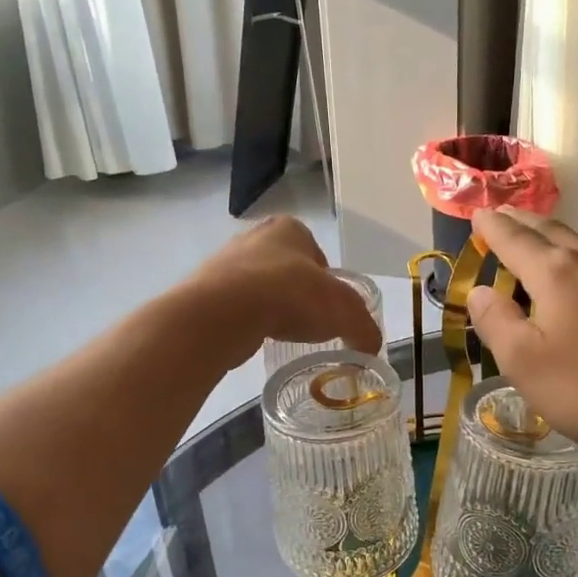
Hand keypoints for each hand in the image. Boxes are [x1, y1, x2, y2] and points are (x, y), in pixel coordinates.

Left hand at [185, 217, 381, 361]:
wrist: (223, 313)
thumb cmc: (290, 296)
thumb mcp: (344, 311)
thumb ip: (364, 328)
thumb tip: (371, 348)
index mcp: (290, 228)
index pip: (318, 256)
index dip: (329, 284)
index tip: (331, 310)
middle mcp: (255, 236)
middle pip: (288, 270)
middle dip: (298, 294)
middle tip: (309, 323)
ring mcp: (226, 262)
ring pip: (260, 287)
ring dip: (272, 307)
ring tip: (281, 333)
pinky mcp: (205, 289)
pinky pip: (236, 306)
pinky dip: (248, 320)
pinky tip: (255, 336)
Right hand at [464, 209, 577, 473]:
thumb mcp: (525, 365)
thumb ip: (496, 322)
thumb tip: (480, 290)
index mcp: (557, 274)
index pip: (514, 239)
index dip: (493, 226)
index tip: (479, 214)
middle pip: (556, 233)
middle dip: (529, 225)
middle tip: (512, 218)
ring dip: (575, 249)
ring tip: (566, 257)